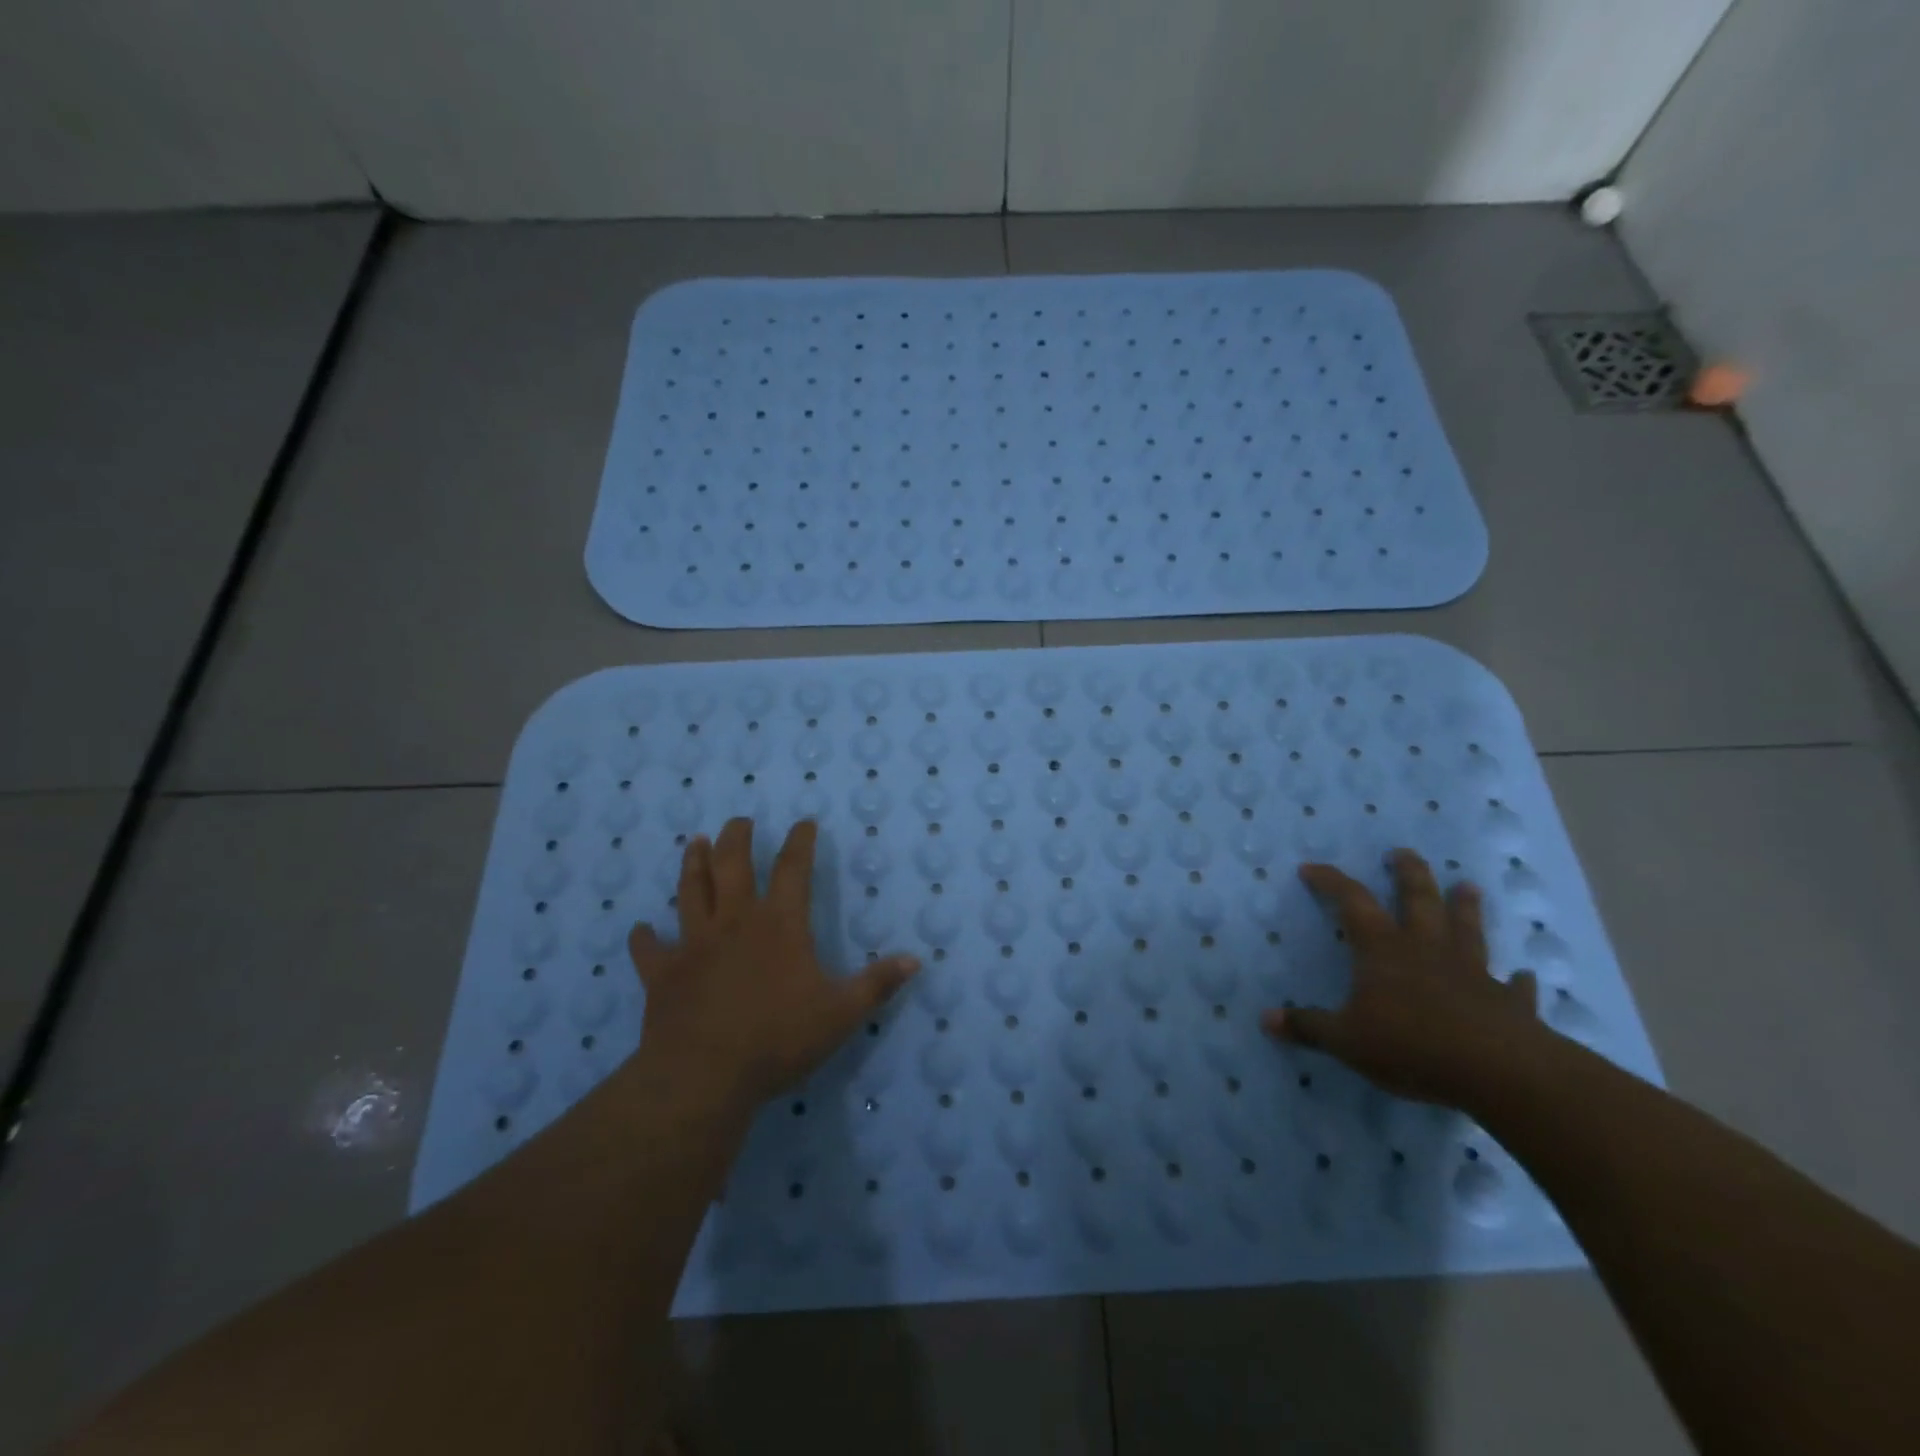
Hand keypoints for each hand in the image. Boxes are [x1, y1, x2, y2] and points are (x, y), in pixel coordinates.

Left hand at [628, 818, 919, 1109]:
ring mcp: (694, 944)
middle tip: (739, 821)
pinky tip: (640, 929)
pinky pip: (649, 949)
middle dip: (737, 838)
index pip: (794, 869)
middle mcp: (735, 921)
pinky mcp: (663, 973)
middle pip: (732, 865)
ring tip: (694, 843)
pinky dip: (643, 938)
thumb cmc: (778, 1039)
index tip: (803, 822)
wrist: (704, 1076)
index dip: (800, 842)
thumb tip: (917, 960)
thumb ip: (877, 984)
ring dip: (692, 865)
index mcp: (779, 924)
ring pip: (690, 891)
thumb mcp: (841, 1014)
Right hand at [1262, 849, 1543, 1107]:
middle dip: (1409, 874)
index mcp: (1383, 950)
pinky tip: (1527, 977)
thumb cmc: (1412, 1046)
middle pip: (1418, 900)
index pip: (1352, 903)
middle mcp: (1427, 950)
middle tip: (1403, 852)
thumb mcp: (1346, 1040)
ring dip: (1467, 908)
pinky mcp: (1510, 1004)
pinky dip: (1519, 982)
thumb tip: (1266, 1019)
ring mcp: (1473, 973)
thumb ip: (1309, 1027)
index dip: (1330, 882)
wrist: (1499, 1072)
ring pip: (1468, 930)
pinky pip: (1515, 988)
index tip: (1311, 868)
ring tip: (1468, 886)